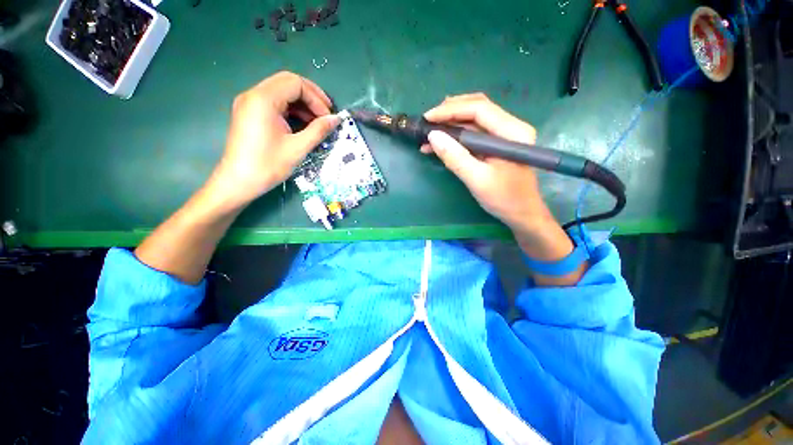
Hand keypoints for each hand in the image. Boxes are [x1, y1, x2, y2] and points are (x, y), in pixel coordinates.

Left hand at [209, 71, 339, 208]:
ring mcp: (250, 103)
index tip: (328, 117)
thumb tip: (336, 119)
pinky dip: (292, 109)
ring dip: (302, 103)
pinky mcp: (250, 112)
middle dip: (311, 96)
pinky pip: (275, 102)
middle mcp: (254, 94)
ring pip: (282, 91)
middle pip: (288, 82)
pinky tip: (303, 123)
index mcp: (263, 99)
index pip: (295, 84)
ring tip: (317, 121)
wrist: (238, 182)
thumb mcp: (298, 148)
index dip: (316, 98)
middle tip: (326, 114)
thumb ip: (318, 130)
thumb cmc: (268, 166)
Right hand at [423, 93, 575, 264]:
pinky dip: (456, 137)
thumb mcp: (477, 180)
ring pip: (473, 120)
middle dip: (450, 112)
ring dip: (451, 124)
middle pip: (477, 108)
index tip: (428, 118)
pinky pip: (474, 134)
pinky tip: (440, 144)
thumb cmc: (504, 199)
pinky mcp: (496, 145)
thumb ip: (455, 157)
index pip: (479, 109)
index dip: (451, 110)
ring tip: (429, 133)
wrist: (522, 214)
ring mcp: (504, 136)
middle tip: (428, 122)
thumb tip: (432, 136)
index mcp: (512, 132)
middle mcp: (510, 127)